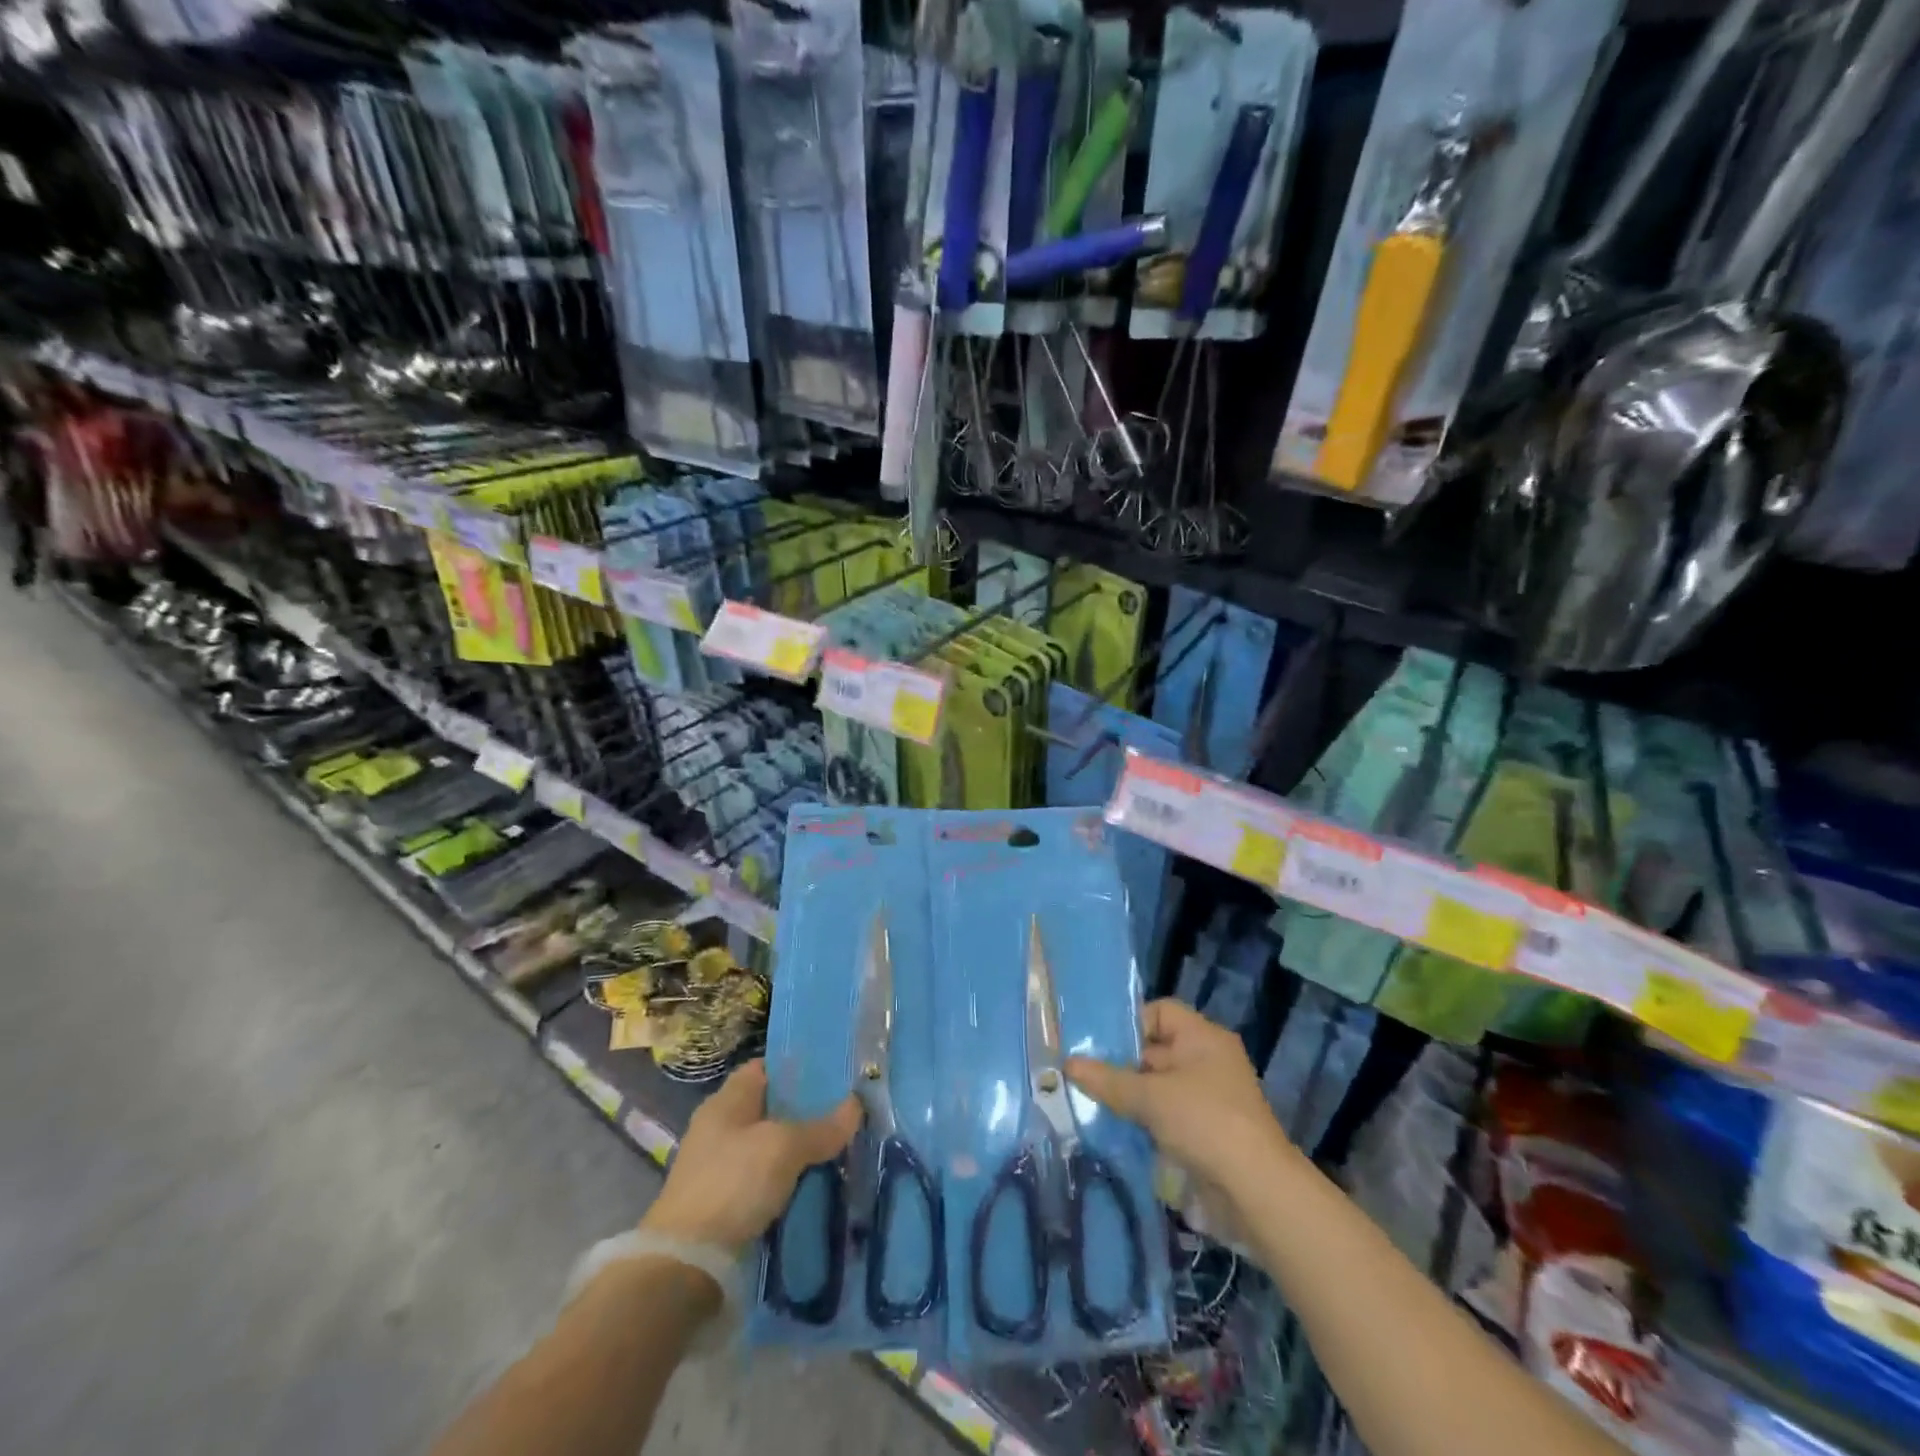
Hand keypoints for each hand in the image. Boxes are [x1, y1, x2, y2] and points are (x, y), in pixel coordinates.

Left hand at [642, 1060, 860, 1255]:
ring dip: (796, 1148)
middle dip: (803, 1110)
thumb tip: (856, 1104)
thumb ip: (821, 1127)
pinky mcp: (722, 1203)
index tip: (831, 1073)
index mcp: (726, 1101)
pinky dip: (785, 1179)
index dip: (795, 1067)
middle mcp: (719, 1127)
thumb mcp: (783, 1148)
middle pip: (768, 1107)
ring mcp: (718, 1166)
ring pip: (768, 1145)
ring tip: (836, 1147)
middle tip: (843, 1112)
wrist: (686, 1264)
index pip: (763, 1068)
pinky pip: (762, 1178)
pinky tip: (812, 1183)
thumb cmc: (732, 1184)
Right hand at [1067, 999, 1294, 1208]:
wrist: (1256, 1192)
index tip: (1098, 1046)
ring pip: (1158, 1087)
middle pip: (1155, 1050)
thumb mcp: (1150, 1097)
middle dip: (1121, 1064)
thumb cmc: (1204, 1123)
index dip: (1129, 1024)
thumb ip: (1108, 1080)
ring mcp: (1208, 1099)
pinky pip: (1166, 1116)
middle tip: (1082, 1075)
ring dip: (1129, 1097)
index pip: (1159, 1012)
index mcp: (1203, 1038)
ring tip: (1090, 1103)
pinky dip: (1144, 1122)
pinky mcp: (1206, 1133)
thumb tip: (1067, 1064)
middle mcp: (1208, 1061)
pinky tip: (1114, 1131)